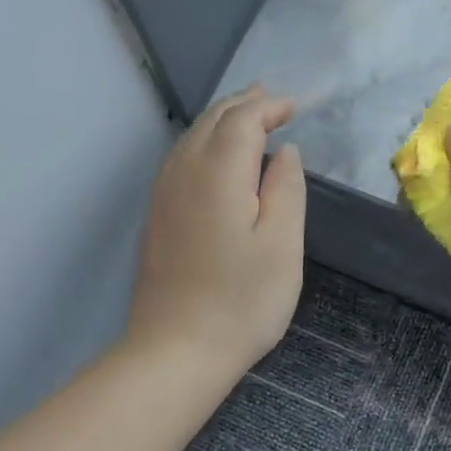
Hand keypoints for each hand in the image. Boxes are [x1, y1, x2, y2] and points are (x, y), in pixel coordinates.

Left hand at [128, 85, 305, 372]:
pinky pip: (180, 160)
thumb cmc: (242, 301)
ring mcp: (163, 196)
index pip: (242, 121)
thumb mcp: (282, 245)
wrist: (176, 351)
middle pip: (211, 121)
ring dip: (220, 121)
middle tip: (271, 99)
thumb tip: (284, 152)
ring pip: (190, 138)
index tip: (294, 107)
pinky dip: (203, 143)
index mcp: (218, 173)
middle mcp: (183, 173)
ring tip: (246, 116)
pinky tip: (214, 158)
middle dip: (242, 105)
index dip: (268, 107)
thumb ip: (286, 189)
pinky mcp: (156, 218)